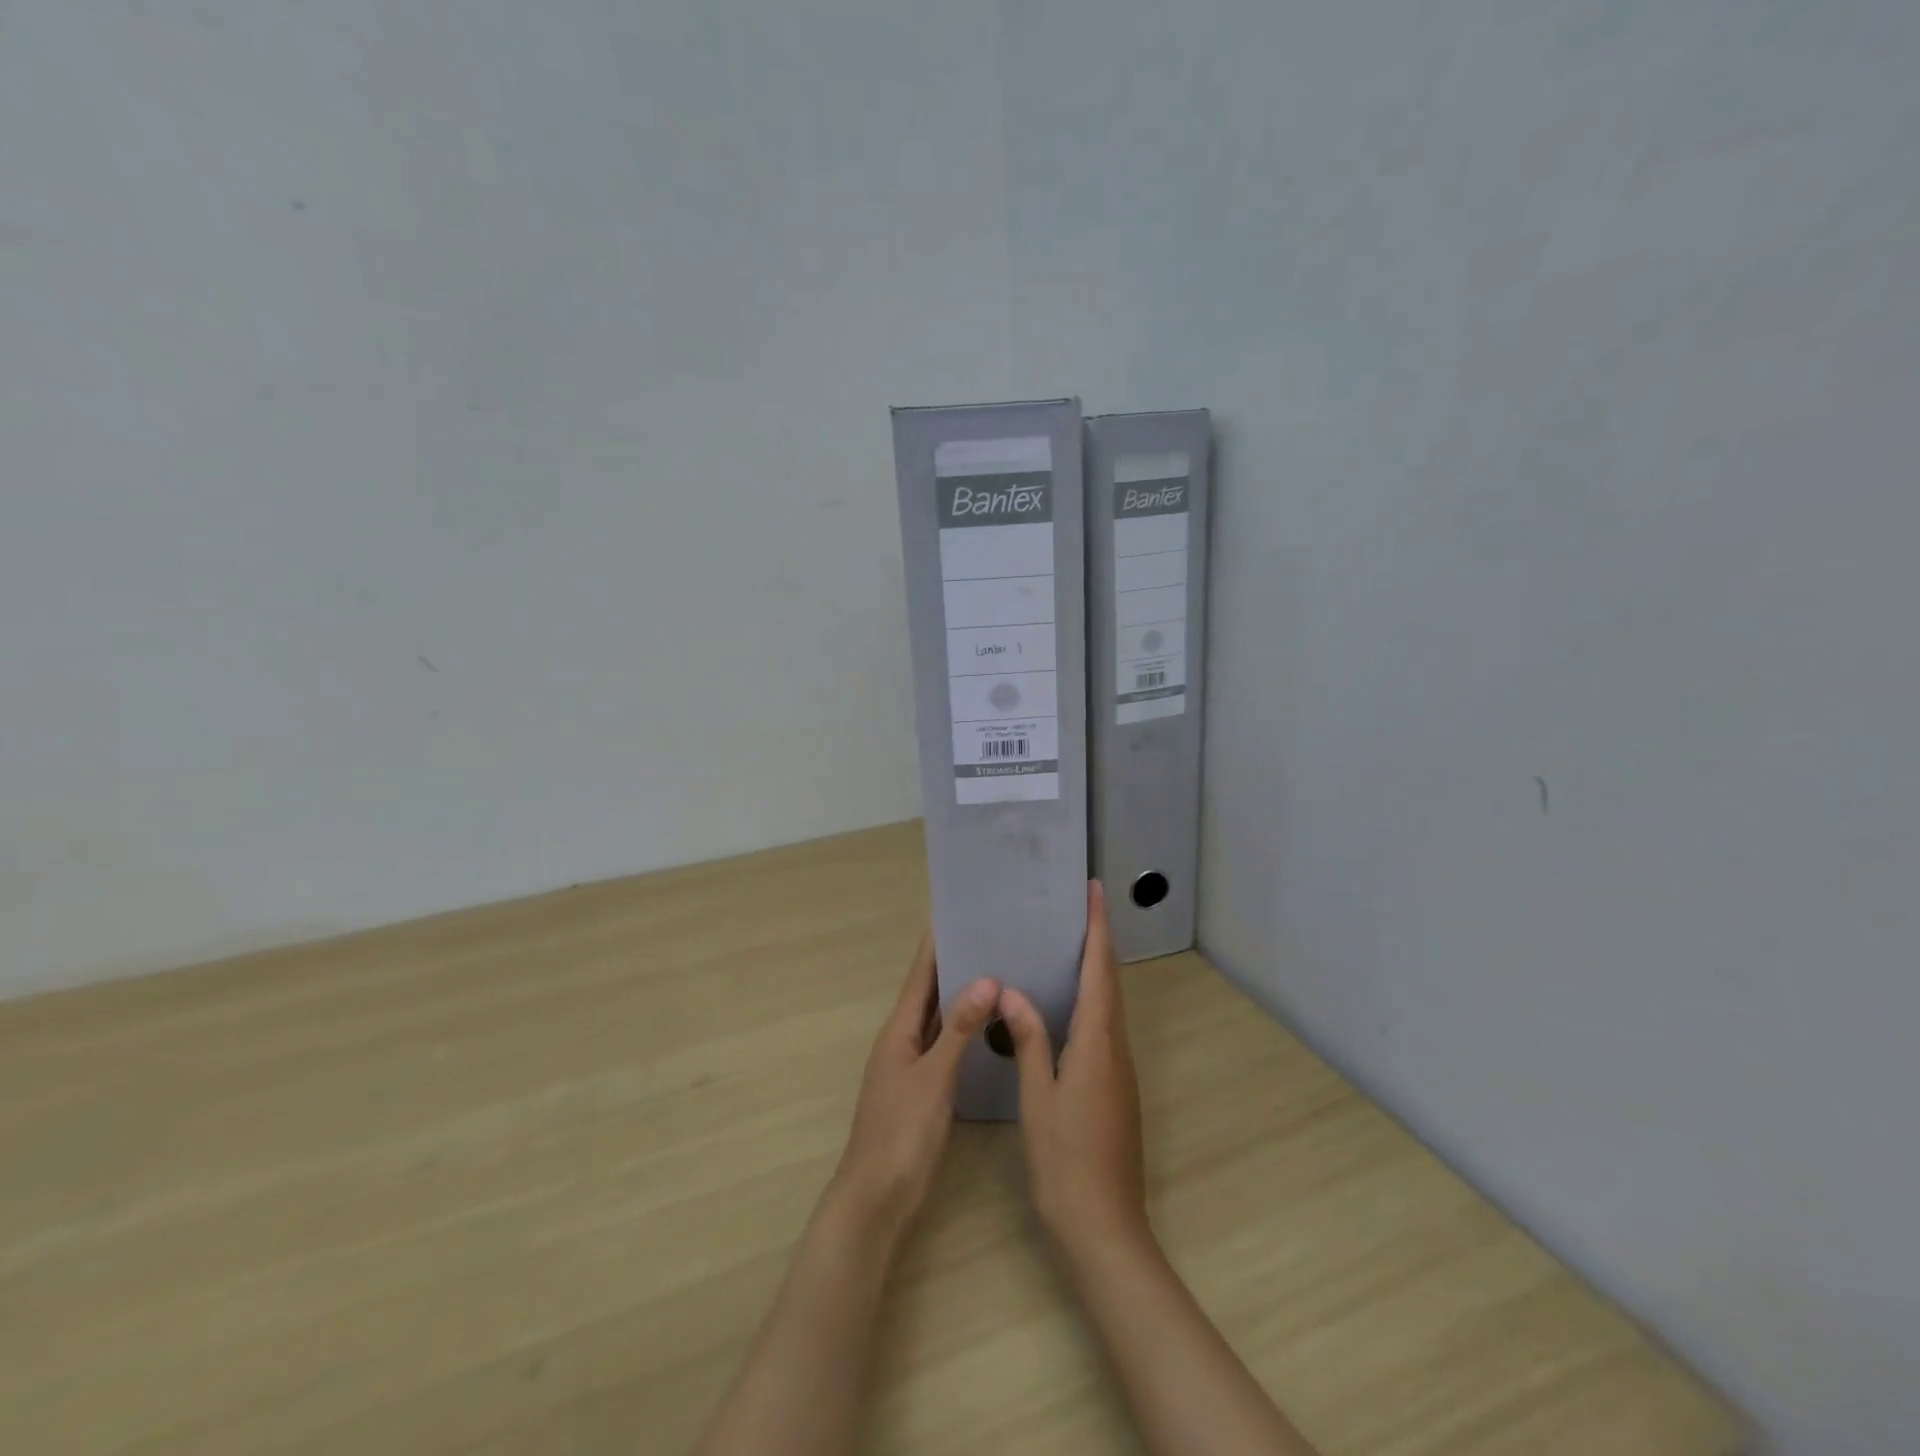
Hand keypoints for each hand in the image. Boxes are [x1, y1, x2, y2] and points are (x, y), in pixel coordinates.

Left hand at [829, 931, 998, 1237]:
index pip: (920, 974)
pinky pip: (947, 1045)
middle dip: (954, 963)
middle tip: (990, 935)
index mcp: (899, 1030)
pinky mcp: (925, 1089)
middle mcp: (903, 1040)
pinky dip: (965, 1029)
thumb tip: (986, 978)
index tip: (956, 911)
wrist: (877, 1199)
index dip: (935, 943)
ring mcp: (913, 1065)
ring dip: (961, 995)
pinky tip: (989, 1026)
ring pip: (939, 1019)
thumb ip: (959, 1029)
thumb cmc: (902, 1133)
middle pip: (930, 992)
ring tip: (997, 968)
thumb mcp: (934, 1077)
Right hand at [999, 882, 1148, 1257]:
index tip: (1094, 891)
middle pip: (1110, 981)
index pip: (1100, 971)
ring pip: (1110, 1005)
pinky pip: (1105, 1027)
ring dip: (1097, 968)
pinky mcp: (1117, 1087)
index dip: (1098, 928)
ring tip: (1069, 942)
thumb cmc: (1065, 1161)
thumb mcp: (1038, 1097)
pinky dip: (1092, 999)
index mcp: (1097, 1043)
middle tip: (1078, 906)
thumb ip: (1029, 1039)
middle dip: (1099, 939)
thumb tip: (1013, 990)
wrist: (1105, 1228)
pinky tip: (1068, 1003)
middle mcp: (1116, 1048)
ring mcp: (1120, 1070)